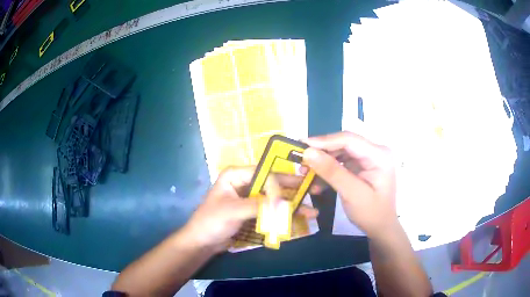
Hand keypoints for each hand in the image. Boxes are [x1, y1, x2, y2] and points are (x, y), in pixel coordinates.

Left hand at [180, 167, 318, 252]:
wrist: (203, 242)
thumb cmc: (212, 221)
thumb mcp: (234, 211)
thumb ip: (259, 206)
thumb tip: (285, 204)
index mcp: (236, 175)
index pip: (264, 173)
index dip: (281, 182)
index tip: (295, 192)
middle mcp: (245, 182)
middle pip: (273, 184)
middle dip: (293, 189)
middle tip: (314, 191)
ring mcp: (250, 198)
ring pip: (274, 198)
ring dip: (292, 204)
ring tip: (311, 211)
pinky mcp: (253, 211)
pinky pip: (271, 210)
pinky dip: (283, 215)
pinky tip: (298, 218)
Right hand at [303, 132, 396, 238]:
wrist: (380, 228)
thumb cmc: (371, 213)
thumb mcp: (351, 193)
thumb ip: (331, 171)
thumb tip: (308, 152)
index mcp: (379, 154)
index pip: (349, 140)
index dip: (324, 141)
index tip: (301, 145)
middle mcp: (374, 151)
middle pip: (343, 144)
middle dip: (322, 153)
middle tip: (301, 162)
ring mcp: (367, 158)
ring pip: (339, 153)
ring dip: (323, 163)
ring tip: (305, 173)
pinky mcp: (361, 166)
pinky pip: (341, 163)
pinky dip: (328, 172)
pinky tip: (317, 184)